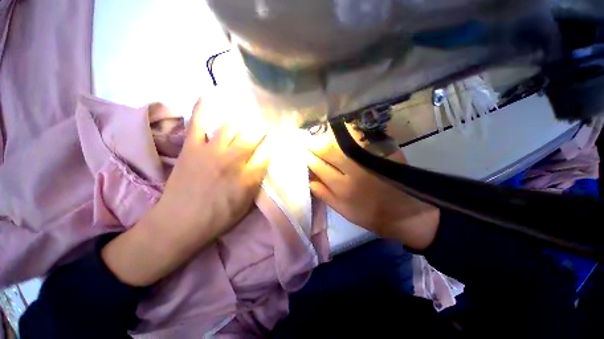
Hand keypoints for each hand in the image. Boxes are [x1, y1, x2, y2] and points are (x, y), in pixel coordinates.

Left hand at [156, 98, 269, 241]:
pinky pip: (198, 121)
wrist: (179, 223)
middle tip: (267, 124)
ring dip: (244, 118)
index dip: (277, 141)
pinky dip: (204, 107)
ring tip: (249, 114)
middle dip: (264, 127)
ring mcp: (211, 150)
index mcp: (248, 176)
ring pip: (232, 125)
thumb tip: (266, 162)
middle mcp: (233, 159)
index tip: (280, 136)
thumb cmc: (219, 217)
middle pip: (254, 135)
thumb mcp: (247, 204)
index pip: (269, 151)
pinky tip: (212, 95)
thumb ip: (258, 180)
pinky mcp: (191, 147)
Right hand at [306, 124, 438, 249]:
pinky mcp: (384, 153)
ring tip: (319, 133)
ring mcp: (368, 159)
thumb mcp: (344, 211)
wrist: (407, 215)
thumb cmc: (371, 216)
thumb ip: (325, 195)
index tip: (300, 149)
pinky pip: (362, 139)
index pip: (318, 166)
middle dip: (314, 143)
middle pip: (328, 151)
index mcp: (341, 187)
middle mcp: (352, 170)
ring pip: (342, 143)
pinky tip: (341, 131)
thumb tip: (309, 180)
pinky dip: (350, 133)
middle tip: (305, 137)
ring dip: (328, 136)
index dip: (307, 156)